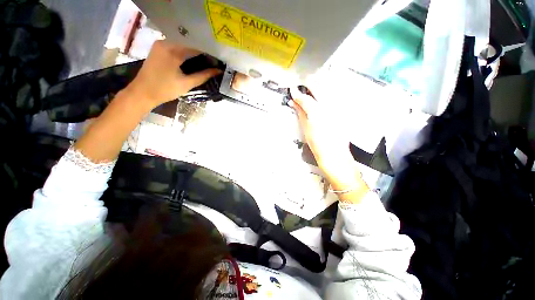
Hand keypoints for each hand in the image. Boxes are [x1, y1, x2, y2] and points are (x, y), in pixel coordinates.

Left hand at [126, 40, 220, 108]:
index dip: (209, 52)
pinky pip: (176, 46)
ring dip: (194, 51)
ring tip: (206, 59)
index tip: (218, 59)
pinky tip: (193, 58)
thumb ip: (203, 76)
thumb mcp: (187, 83)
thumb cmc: (165, 89)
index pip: (196, 46)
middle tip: (214, 60)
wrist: (142, 92)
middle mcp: (166, 42)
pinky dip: (186, 51)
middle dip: (202, 51)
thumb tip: (218, 71)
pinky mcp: (158, 48)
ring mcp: (160, 44)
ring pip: (183, 44)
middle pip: (189, 43)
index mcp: (173, 50)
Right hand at [290, 86, 364, 193]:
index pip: (305, 98)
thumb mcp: (306, 127)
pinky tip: (319, 101)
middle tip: (300, 89)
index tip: (293, 90)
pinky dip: (324, 97)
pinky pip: (333, 98)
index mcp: (318, 112)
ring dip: (316, 89)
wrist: (334, 155)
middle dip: (308, 86)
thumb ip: (300, 112)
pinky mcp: (342, 111)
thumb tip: (295, 104)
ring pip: (327, 91)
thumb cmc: (320, 145)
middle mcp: (330, 107)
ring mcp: (338, 108)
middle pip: (318, 88)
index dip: (297, 93)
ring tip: (309, 92)